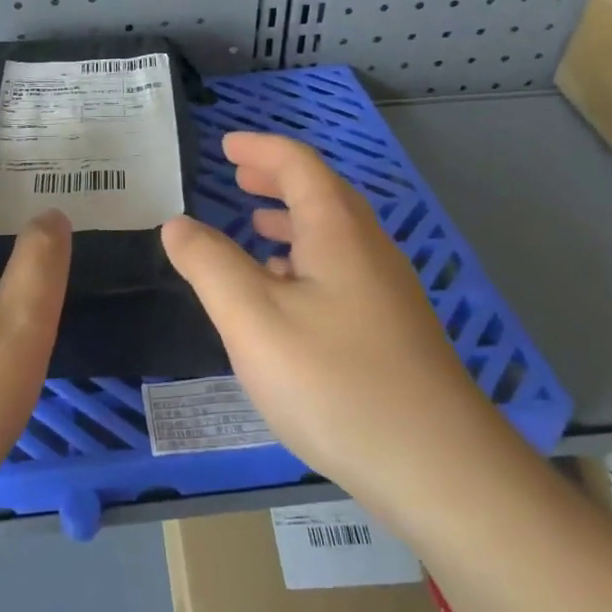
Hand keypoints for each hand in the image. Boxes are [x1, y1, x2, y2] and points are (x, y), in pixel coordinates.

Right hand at [160, 132, 487, 496]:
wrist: (435, 466)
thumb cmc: (333, 381)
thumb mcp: (252, 318)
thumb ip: (209, 265)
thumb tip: (176, 224)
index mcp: (338, 232)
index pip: (299, 166)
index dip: (260, 149)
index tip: (226, 145)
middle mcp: (369, 250)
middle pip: (323, 195)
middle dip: (278, 180)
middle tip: (238, 177)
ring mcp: (387, 292)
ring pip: (335, 236)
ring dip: (293, 220)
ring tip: (255, 227)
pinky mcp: (393, 330)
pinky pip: (342, 271)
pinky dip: (307, 260)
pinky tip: (288, 294)